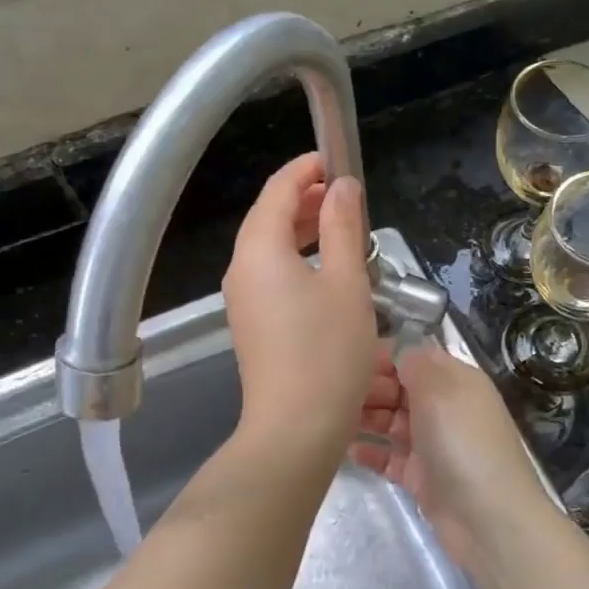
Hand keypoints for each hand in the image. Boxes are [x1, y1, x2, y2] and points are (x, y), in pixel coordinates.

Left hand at [223, 152, 377, 459]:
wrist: (296, 427)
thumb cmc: (328, 351)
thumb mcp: (346, 281)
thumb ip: (344, 226)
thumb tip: (343, 186)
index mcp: (260, 250)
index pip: (277, 191)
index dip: (306, 170)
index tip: (337, 161)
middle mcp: (241, 269)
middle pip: (269, 217)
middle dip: (306, 199)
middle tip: (346, 196)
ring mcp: (242, 299)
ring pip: (269, 247)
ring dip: (303, 230)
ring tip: (342, 227)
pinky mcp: (251, 323)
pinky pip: (270, 274)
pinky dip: (296, 258)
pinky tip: (327, 270)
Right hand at [353, 341, 556, 576]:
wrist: (488, 518)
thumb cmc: (462, 441)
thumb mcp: (439, 389)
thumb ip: (414, 363)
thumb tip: (398, 349)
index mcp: (455, 380)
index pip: (414, 358)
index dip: (383, 357)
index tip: (348, 361)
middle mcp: (445, 408)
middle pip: (399, 389)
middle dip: (369, 388)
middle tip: (336, 396)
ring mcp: (433, 443)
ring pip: (391, 422)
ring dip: (365, 419)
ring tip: (332, 420)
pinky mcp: (422, 476)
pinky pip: (390, 457)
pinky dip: (371, 452)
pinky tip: (346, 451)